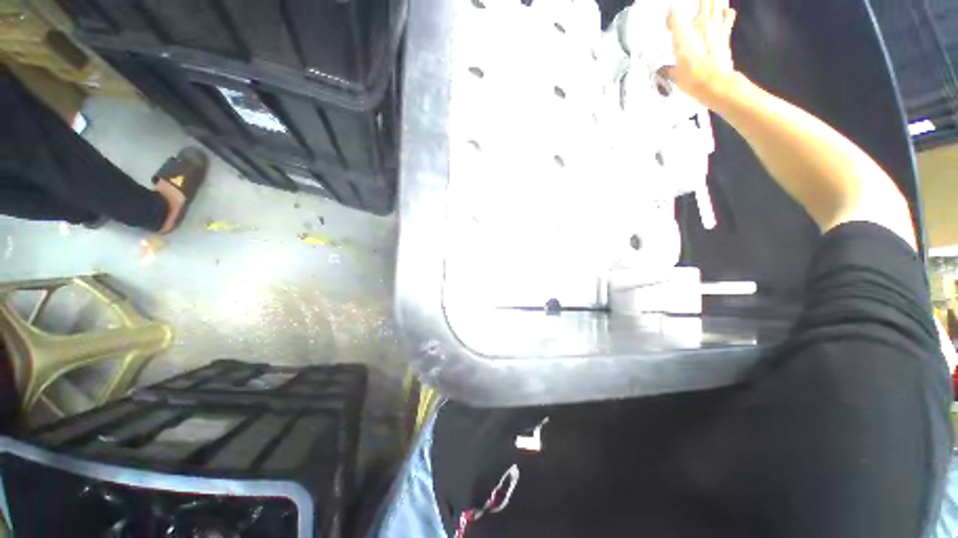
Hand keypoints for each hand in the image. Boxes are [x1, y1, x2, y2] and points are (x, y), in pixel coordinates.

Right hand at [665, 0, 737, 105]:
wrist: (715, 83)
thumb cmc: (691, 78)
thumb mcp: (675, 74)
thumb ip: (670, 68)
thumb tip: (663, 70)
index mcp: (682, 33)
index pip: (673, 13)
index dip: (670, 17)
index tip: (668, 24)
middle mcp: (699, 24)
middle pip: (702, 2)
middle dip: (698, 4)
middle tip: (692, 10)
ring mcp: (715, 26)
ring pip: (715, 3)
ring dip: (711, 4)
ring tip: (707, 8)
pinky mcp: (726, 32)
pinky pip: (728, 15)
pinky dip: (726, 12)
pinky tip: (724, 13)